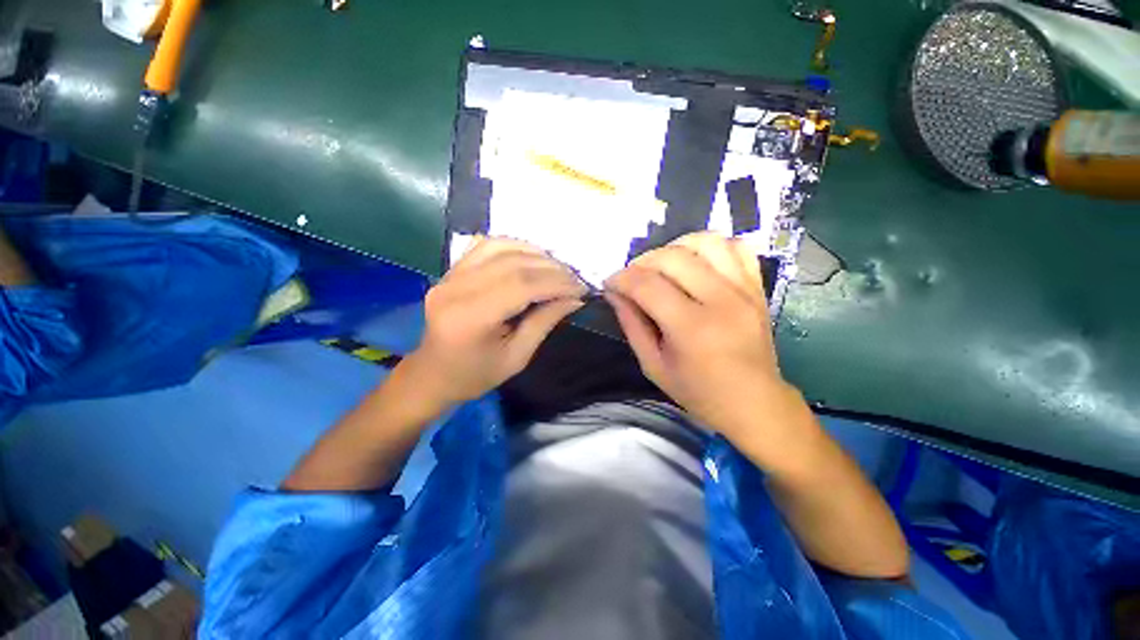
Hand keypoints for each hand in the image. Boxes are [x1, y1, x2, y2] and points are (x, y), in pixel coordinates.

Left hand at [402, 236, 586, 404]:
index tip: (580, 289)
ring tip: (558, 268)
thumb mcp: (517, 357)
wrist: (433, 374)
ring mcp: (449, 276)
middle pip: (513, 264)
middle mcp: (455, 289)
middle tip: (575, 279)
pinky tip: (532, 257)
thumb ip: (544, 322)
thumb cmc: (475, 375)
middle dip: (551, 269)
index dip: (556, 283)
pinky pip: (486, 246)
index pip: (521, 286)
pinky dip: (514, 246)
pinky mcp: (450, 270)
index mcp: (470, 318)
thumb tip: (574, 299)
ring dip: (535, 253)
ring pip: (500, 247)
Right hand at [604, 233, 796, 446]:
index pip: (647, 285)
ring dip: (675, 247)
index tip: (610, 283)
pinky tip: (696, 261)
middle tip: (632, 278)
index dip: (621, 279)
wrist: (754, 403)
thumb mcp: (653, 365)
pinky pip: (736, 248)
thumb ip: (631, 325)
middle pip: (673, 257)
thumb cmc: (698, 392)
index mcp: (692, 328)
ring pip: (706, 242)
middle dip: (642, 262)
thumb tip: (614, 292)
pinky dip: (711, 247)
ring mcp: (744, 290)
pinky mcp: (757, 287)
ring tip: (662, 265)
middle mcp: (721, 301)